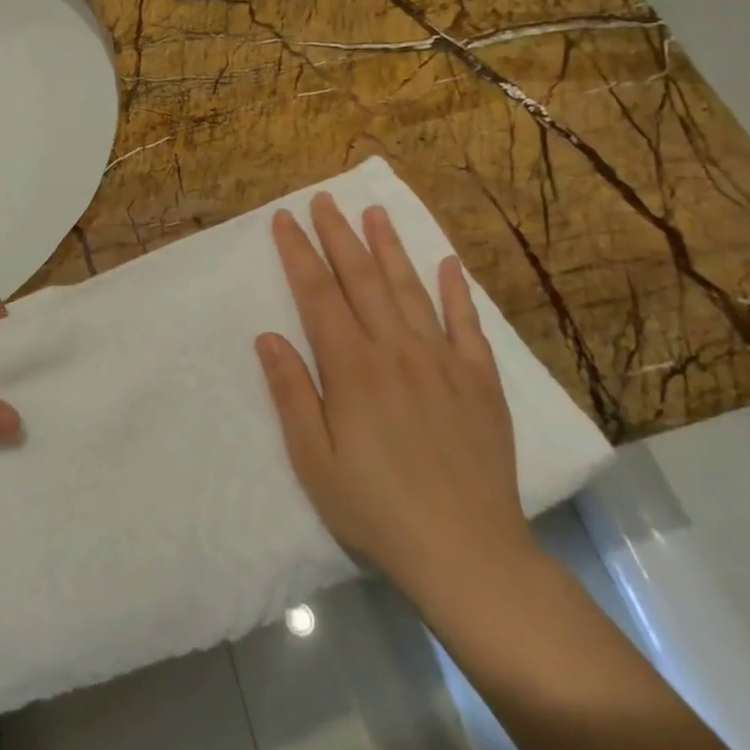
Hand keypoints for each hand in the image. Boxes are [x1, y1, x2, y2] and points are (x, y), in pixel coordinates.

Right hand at [255, 194, 537, 617]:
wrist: (466, 550)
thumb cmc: (375, 508)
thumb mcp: (313, 460)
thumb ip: (291, 393)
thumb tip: (269, 336)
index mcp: (352, 367)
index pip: (318, 294)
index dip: (299, 253)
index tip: (285, 219)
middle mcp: (397, 350)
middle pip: (363, 279)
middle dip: (339, 235)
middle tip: (325, 199)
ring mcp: (443, 361)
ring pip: (411, 289)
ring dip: (390, 248)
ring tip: (374, 212)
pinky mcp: (480, 381)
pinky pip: (466, 324)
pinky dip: (455, 291)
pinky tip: (447, 264)